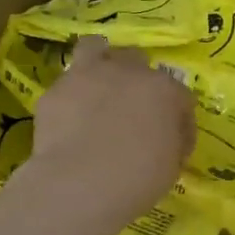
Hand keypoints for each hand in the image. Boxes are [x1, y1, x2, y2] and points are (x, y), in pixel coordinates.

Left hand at [28, 36, 195, 214]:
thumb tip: (165, 135)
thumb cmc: (137, 179)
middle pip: (137, 60)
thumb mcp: (172, 165)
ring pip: (94, 49)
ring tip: (97, 88)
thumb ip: (173, 140)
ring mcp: (87, 76)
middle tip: (133, 107)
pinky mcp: (54, 92)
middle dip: (137, 79)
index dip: (178, 120)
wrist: (79, 185)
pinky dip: (70, 98)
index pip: (180, 97)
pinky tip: (69, 119)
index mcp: (164, 90)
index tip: (173, 142)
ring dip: (99, 63)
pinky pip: (66, 86)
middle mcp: (128, 72)